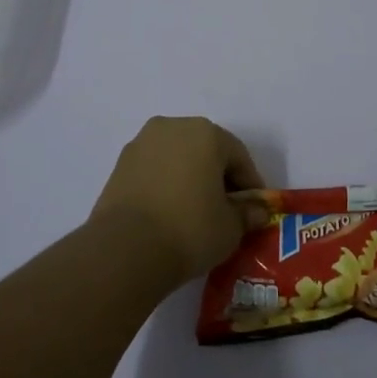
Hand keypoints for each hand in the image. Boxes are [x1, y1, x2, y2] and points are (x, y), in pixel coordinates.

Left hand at [93, 116, 263, 283]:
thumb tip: (256, 211)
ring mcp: (141, 144)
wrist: (125, 249)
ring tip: (195, 213)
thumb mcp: (231, 227)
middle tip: (226, 210)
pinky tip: (169, 213)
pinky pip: (154, 171)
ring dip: (190, 179)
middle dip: (218, 177)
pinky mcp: (119, 165)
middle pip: (206, 150)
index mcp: (206, 133)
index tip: (254, 210)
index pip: (238, 156)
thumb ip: (248, 214)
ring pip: (177, 158)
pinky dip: (166, 186)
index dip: (250, 185)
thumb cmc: (189, 229)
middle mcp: (172, 127)